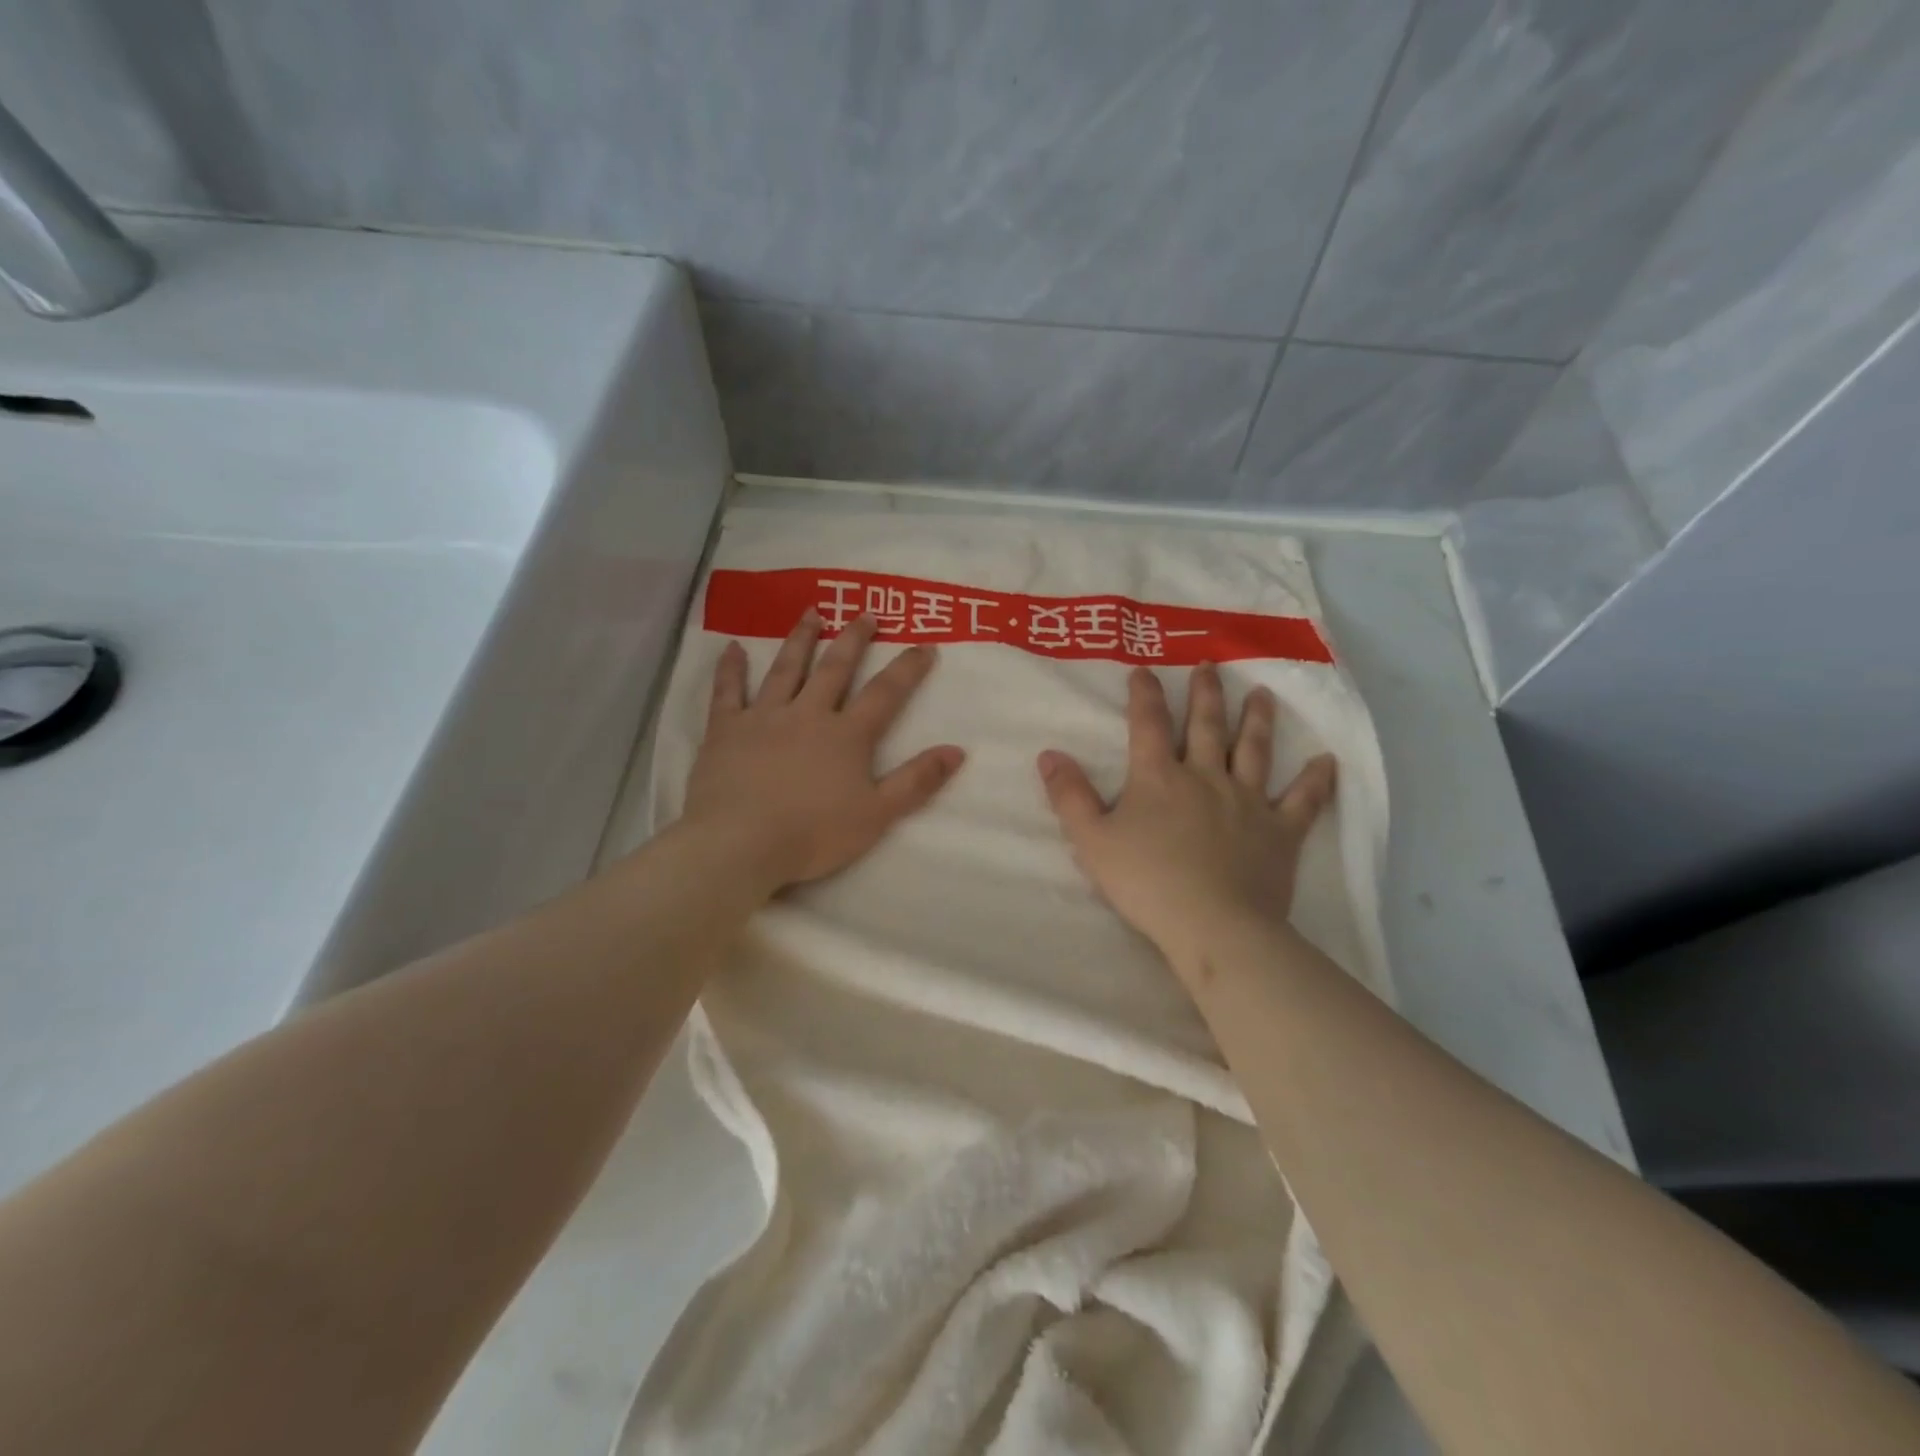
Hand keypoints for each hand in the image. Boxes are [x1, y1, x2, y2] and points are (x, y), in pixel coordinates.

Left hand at [683, 610, 964, 892]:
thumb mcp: (877, 814)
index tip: (925, 645)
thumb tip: (957, 750)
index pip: (885, 694)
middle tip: (865, 614)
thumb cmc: (814, 834)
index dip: (907, 669)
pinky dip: (731, 669)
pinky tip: (732, 648)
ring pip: (786, 669)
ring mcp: (764, 717)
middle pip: (835, 669)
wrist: (741, 843)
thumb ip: (917, 781)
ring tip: (811, 613)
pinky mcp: (726, 730)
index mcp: (846, 736)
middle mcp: (807, 714)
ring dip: (800, 639)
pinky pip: (728, 692)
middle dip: (853, 640)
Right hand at [1037, 665, 1334, 977]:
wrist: (1213, 925)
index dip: (1144, 695)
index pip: (1148, 724)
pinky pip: (1302, 801)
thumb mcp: (1092, 840)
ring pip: (1254, 751)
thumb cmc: (1146, 883)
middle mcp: (1205, 777)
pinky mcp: (1280, 832)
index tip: (1144, 670)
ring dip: (1257, 721)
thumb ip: (1069, 796)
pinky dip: (1315, 780)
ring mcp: (1248, 802)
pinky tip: (1327, 761)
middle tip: (1211, 665)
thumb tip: (1049, 754)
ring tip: (1263, 694)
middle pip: (1206, 726)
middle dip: (1206, 694)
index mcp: (1159, 778)